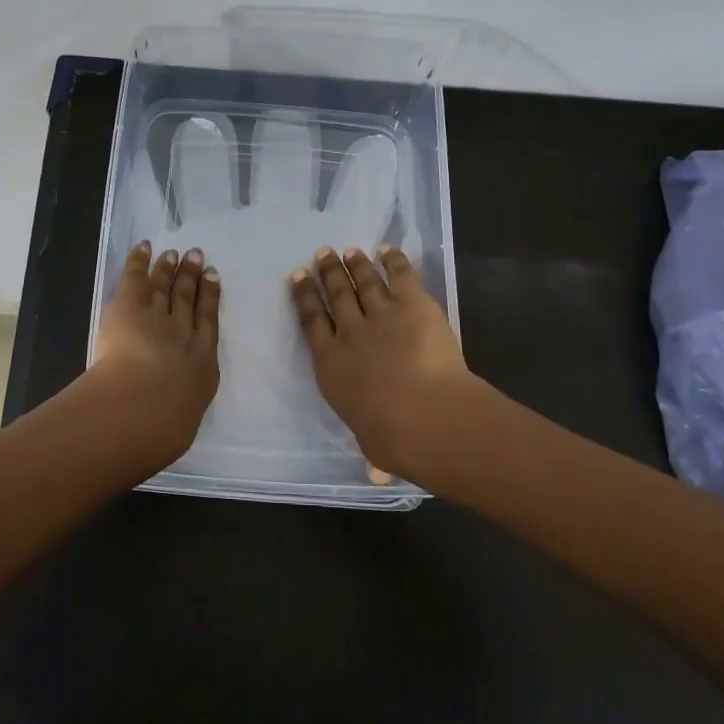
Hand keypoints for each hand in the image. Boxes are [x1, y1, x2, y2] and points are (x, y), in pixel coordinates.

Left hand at [89, 241, 221, 461]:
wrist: (146, 405)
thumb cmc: (165, 427)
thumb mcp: (181, 424)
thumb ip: (180, 411)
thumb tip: (175, 416)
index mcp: (202, 363)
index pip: (208, 323)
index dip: (211, 298)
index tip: (213, 278)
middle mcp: (185, 333)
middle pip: (189, 299)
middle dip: (193, 277)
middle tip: (197, 257)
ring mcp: (159, 316)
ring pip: (166, 286)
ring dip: (170, 269)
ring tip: (175, 254)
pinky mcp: (131, 306)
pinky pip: (137, 277)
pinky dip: (140, 260)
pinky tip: (145, 247)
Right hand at [289, 245, 470, 481]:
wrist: (426, 416)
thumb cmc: (393, 438)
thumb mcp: (372, 444)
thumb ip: (372, 447)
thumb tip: (375, 473)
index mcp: (331, 365)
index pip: (311, 322)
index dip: (304, 297)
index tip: (297, 277)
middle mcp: (350, 334)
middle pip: (335, 295)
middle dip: (326, 273)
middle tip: (322, 254)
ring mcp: (381, 316)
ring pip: (363, 282)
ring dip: (355, 264)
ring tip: (348, 251)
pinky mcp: (413, 306)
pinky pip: (400, 276)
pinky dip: (394, 261)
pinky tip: (388, 250)